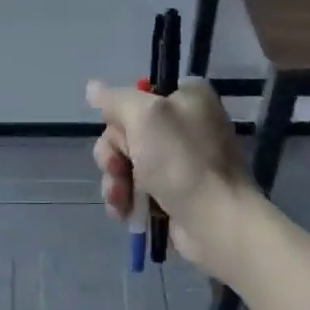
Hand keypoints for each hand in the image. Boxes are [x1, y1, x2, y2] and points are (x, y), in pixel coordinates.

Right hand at [87, 78, 253, 273]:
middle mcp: (186, 125)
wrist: (216, 223)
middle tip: (117, 168)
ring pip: (127, 161)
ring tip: (120, 198)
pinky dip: (126, 199)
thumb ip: (116, 100)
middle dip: (113, 153)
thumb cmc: (182, 161)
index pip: (141, 93)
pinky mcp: (174, 193)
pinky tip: (123, 212)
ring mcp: (180, 161)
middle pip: (127, 130)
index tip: (121, 129)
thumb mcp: (145, 117)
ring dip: (115, 180)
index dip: (123, 113)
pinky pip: (137, 188)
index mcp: (189, 98)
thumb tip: (92, 86)